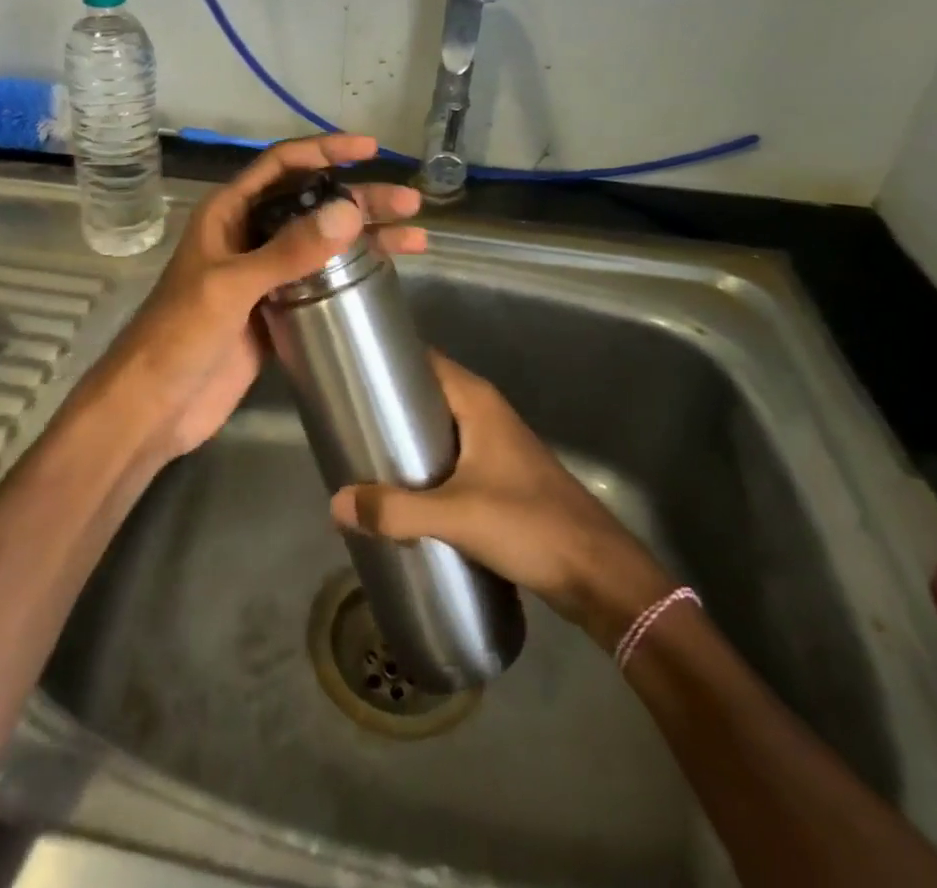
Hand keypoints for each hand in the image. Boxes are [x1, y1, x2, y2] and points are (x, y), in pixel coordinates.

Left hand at [79, 133, 425, 460]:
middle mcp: (247, 235)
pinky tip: (384, 273)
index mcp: (227, 213)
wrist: (155, 405)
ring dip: (364, 237)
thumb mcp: (231, 287)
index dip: (324, 151)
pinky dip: (350, 275)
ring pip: (320, 243)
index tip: (369, 149)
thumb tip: (350, 210)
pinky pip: (318, 281)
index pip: (281, 166)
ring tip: (415, 236)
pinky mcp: (274, 311)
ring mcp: (262, 275)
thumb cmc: (180, 335)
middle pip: (310, 204)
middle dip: (359, 200)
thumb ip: (288, 251)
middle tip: (409, 204)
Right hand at [329, 352, 676, 651]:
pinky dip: (425, 467)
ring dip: (406, 440)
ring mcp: (496, 447)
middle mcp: (486, 414)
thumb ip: (395, 510)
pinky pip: (451, 460)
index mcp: (477, 402)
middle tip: (345, 418)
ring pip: (439, 430)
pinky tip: (401, 491)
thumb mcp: (456, 516)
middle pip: (427, 395)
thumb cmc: (530, 525)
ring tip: (363, 453)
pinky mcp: (501, 479)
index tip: (349, 370)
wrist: (599, 576)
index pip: (425, 361)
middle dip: (388, 405)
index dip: (388, 360)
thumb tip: (336, 503)